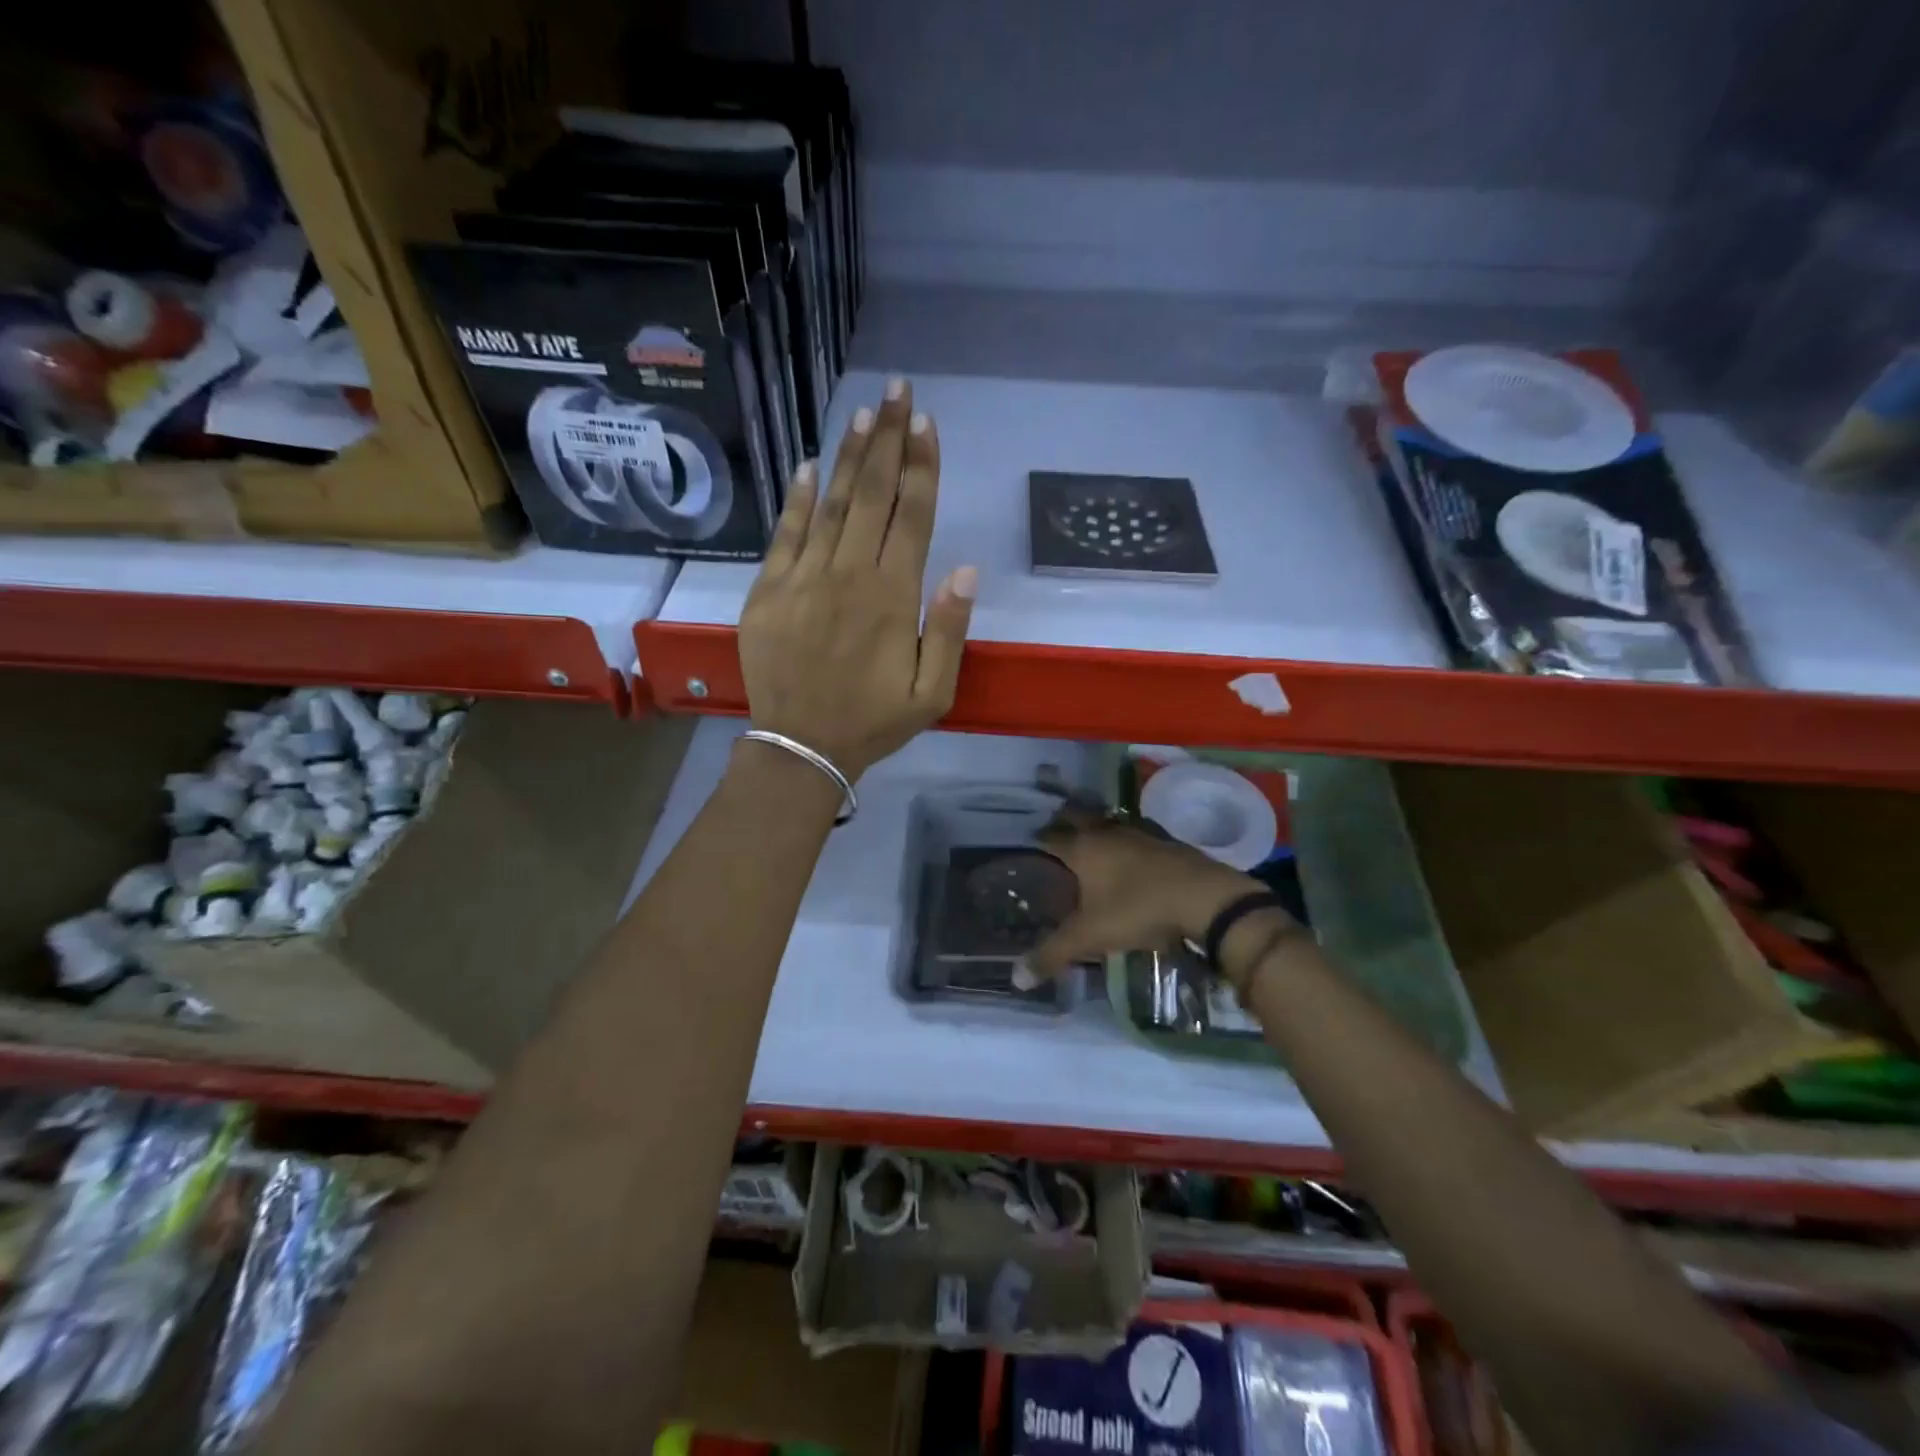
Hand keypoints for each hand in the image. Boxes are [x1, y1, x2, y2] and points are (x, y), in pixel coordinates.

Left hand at [738, 378, 976, 780]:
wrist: (801, 747)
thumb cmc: (874, 721)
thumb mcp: (933, 692)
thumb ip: (948, 629)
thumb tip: (964, 569)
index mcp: (893, 596)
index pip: (912, 515)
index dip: (922, 466)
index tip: (926, 423)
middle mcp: (849, 574)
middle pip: (874, 495)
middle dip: (889, 439)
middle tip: (898, 391)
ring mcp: (803, 578)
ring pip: (832, 504)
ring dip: (851, 456)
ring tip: (865, 413)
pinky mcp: (768, 591)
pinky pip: (785, 534)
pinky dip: (798, 498)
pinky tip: (810, 465)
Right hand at [1025, 808, 1261, 977]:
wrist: (1204, 897)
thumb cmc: (1138, 909)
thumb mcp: (1090, 936)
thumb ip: (1052, 954)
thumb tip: (1016, 979)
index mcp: (1083, 848)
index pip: (1049, 838)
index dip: (1037, 843)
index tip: (1029, 851)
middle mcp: (1107, 832)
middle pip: (1078, 818)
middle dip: (1065, 825)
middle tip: (1055, 840)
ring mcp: (1139, 833)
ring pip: (1108, 824)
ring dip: (1097, 831)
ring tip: (1090, 847)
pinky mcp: (1166, 842)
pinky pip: (1136, 836)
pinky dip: (1126, 843)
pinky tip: (1130, 858)